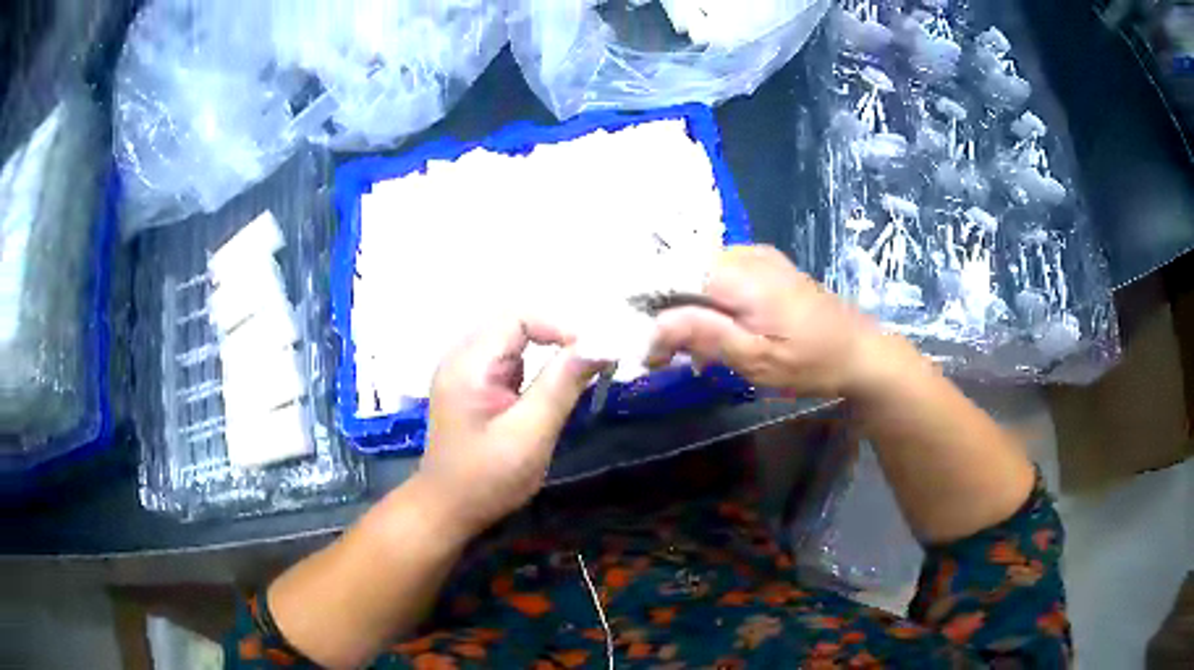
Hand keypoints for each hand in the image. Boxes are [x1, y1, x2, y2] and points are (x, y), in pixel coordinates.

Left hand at [415, 318, 600, 538]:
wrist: (447, 510)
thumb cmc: (486, 478)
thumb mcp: (530, 434)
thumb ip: (562, 385)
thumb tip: (598, 344)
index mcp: (469, 363)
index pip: (518, 317)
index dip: (560, 326)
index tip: (593, 354)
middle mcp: (464, 358)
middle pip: (517, 325)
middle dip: (558, 338)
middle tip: (593, 363)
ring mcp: (467, 372)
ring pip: (516, 343)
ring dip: (549, 353)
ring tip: (579, 377)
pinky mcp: (475, 387)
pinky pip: (511, 363)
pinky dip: (537, 370)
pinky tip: (552, 392)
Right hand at [649, 245, 898, 397]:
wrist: (860, 352)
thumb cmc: (811, 362)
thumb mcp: (757, 359)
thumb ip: (706, 335)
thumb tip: (655, 324)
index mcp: (740, 275)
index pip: (673, 278)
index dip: (652, 309)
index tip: (647, 350)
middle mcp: (744, 254)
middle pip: (685, 273)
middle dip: (668, 312)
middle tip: (667, 356)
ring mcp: (757, 256)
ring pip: (701, 274)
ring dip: (689, 309)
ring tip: (692, 350)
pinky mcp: (766, 266)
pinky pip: (721, 275)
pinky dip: (710, 301)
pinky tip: (717, 331)